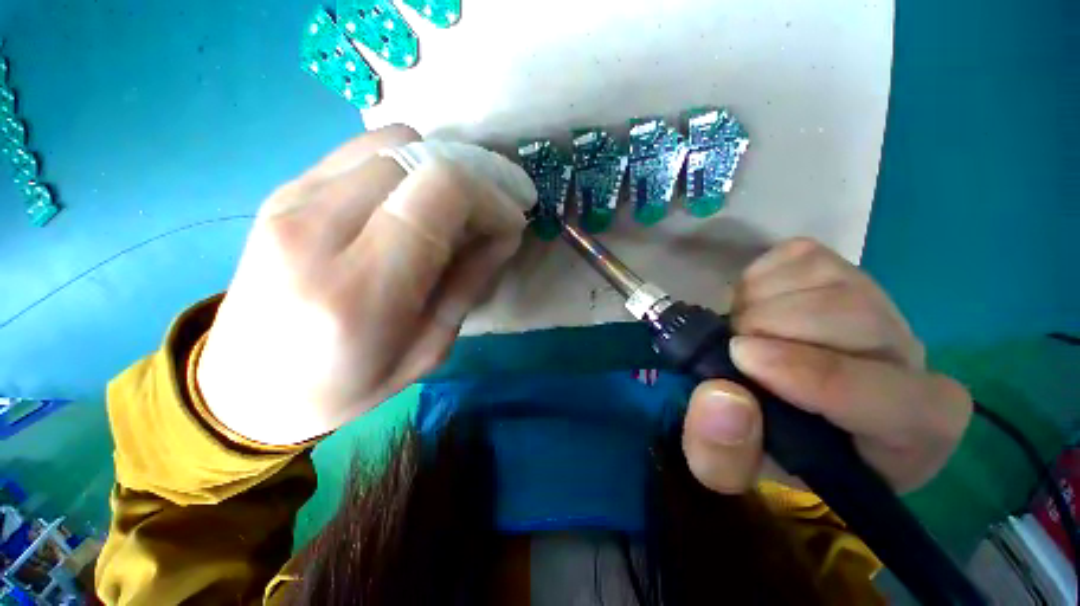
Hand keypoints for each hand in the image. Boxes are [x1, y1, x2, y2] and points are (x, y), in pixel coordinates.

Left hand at [196, 126, 530, 444]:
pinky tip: (414, 205)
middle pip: (416, 156)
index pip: (439, 193)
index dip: (488, 197)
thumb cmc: (346, 385)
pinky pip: (364, 152)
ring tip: (454, 211)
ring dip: (441, 169)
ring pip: (392, 143)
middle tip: (489, 215)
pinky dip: (407, 168)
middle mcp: (317, 229)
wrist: (247, 386)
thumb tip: (504, 233)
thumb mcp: (429, 350)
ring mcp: (292, 199)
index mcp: (360, 289)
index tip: (510, 222)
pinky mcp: (285, 189)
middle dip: (472, 179)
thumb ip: (469, 284)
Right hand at [682, 238, 971, 493]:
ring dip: (757, 303)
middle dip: (771, 327)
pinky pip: (796, 256)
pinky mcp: (836, 268)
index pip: (899, 401)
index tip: (743, 359)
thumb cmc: (761, 442)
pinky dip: (756, 279)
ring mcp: (872, 301)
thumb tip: (720, 395)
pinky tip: (751, 307)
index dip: (820, 377)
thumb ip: (720, 454)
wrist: (767, 394)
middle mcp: (904, 358)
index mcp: (904, 433)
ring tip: (739, 331)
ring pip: (825, 279)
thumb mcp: (728, 469)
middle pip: (857, 318)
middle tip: (731, 347)